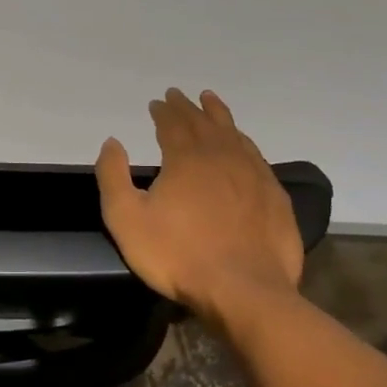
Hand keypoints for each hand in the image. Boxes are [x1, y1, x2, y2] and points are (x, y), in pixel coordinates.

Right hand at [95, 88, 303, 323]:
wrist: (244, 291)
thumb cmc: (178, 256)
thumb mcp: (126, 219)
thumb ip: (113, 176)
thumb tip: (113, 142)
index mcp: (186, 158)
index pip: (172, 124)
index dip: (163, 111)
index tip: (156, 102)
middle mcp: (221, 156)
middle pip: (203, 122)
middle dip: (187, 107)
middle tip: (178, 95)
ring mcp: (253, 175)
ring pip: (233, 133)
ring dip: (218, 115)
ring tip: (211, 101)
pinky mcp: (274, 196)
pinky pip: (256, 156)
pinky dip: (244, 141)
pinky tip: (243, 144)